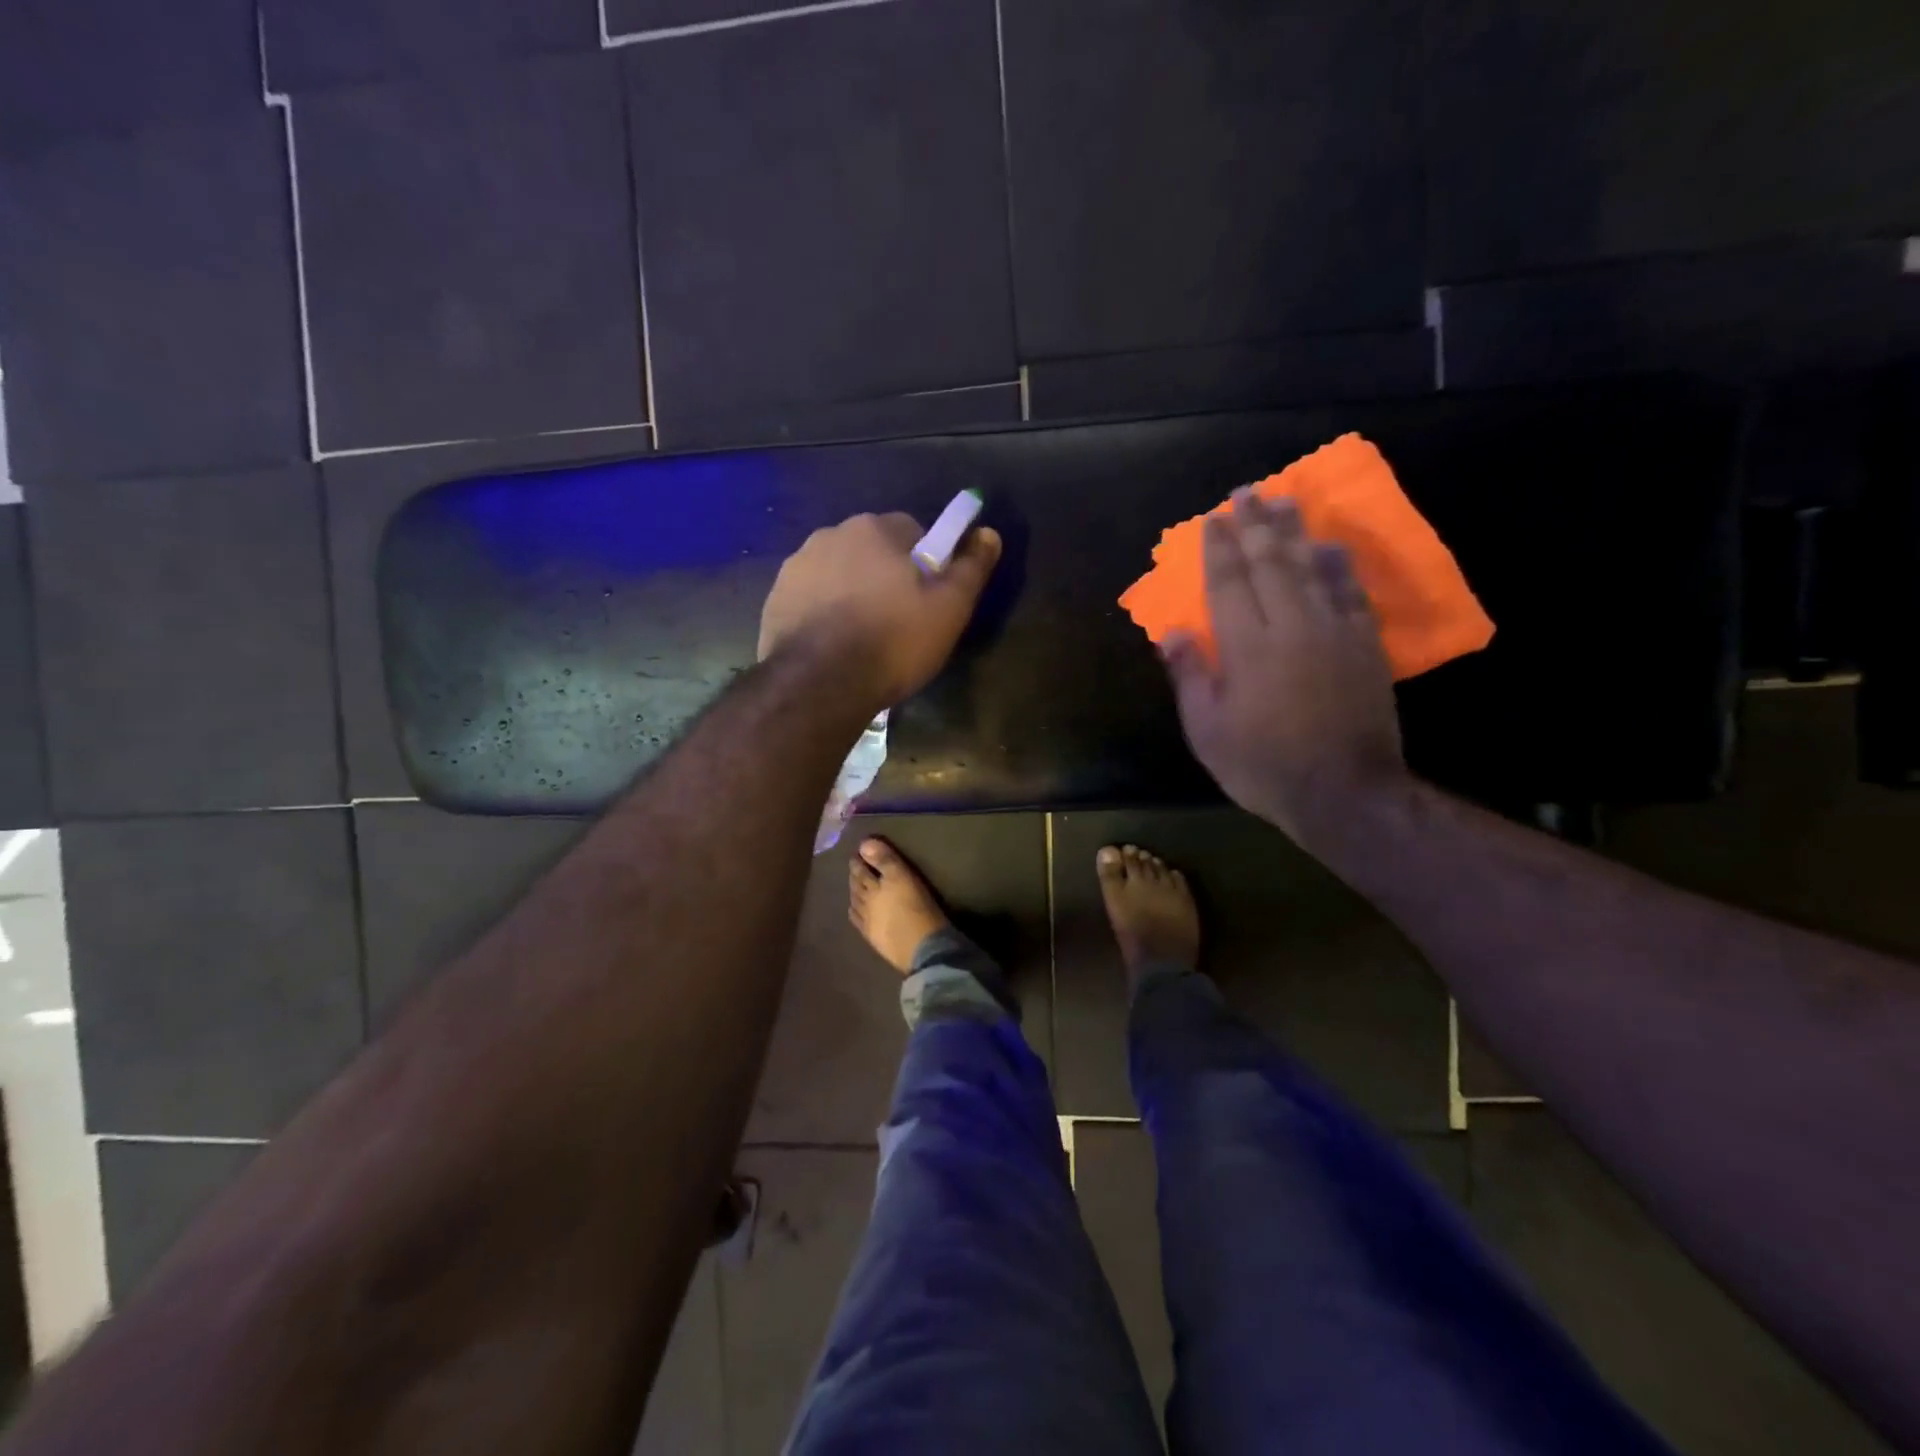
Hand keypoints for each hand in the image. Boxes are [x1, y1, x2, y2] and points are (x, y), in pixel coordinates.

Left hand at [759, 511, 1002, 714]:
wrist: (819, 685)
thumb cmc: (893, 642)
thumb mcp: (949, 609)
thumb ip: (971, 567)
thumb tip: (988, 533)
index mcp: (874, 529)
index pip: (912, 531)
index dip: (925, 564)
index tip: (928, 599)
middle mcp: (829, 535)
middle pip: (871, 551)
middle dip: (885, 576)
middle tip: (898, 622)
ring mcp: (795, 567)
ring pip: (838, 573)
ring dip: (852, 593)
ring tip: (863, 638)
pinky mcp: (774, 600)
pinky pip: (811, 598)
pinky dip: (823, 613)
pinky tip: (833, 646)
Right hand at [1162, 490, 1408, 845]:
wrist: (1345, 793)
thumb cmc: (1263, 765)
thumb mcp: (1207, 731)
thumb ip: (1191, 676)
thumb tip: (1173, 632)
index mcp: (1247, 646)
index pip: (1228, 582)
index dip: (1218, 548)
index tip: (1212, 519)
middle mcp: (1291, 625)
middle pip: (1271, 562)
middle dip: (1255, 525)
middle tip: (1246, 492)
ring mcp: (1333, 631)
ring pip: (1312, 566)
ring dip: (1295, 531)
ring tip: (1285, 500)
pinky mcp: (1363, 645)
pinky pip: (1349, 591)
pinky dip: (1338, 563)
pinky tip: (1330, 545)